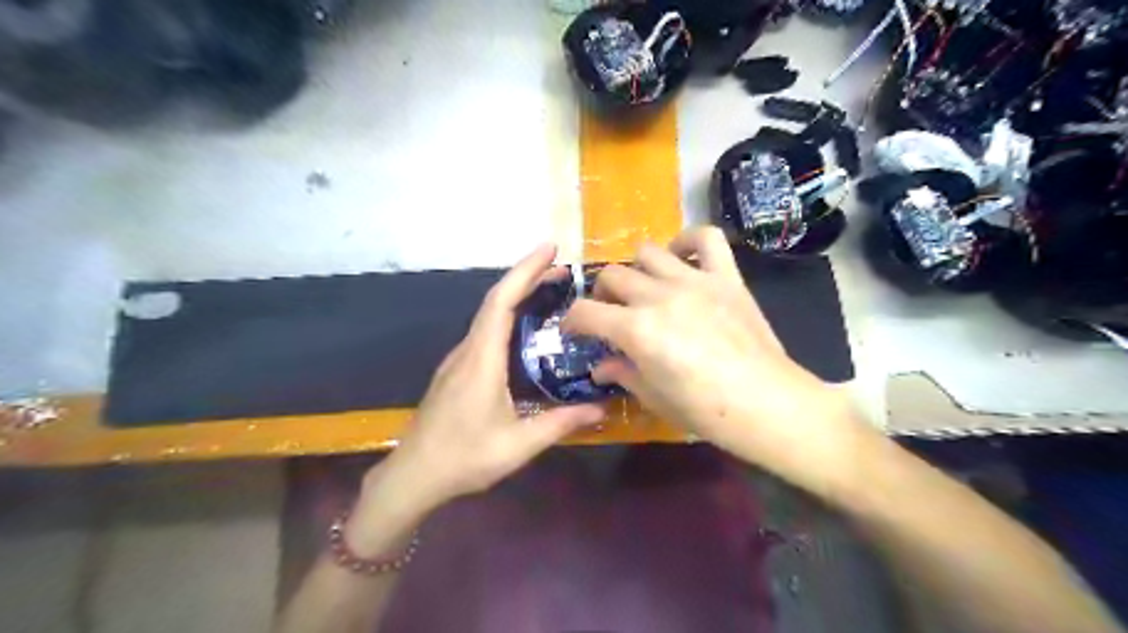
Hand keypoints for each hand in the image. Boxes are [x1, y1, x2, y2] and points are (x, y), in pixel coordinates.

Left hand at [361, 242, 608, 518]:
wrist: (413, 476)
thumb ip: (560, 423)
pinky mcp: (457, 371)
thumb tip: (601, 408)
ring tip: (550, 292)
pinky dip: (508, 316)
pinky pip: (485, 331)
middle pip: (496, 301)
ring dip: (517, 296)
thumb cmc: (464, 458)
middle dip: (527, 278)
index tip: (550, 249)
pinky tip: (525, 329)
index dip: (525, 271)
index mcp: (482, 359)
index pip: (502, 302)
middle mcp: (468, 350)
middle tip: (563, 270)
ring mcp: (459, 359)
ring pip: (489, 315)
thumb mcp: (518, 445)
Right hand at [564, 227, 870, 494]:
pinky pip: (706, 238)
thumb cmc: (704, 410)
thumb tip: (600, 367)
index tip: (575, 330)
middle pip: (612, 276)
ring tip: (643, 286)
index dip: (573, 321)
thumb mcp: (653, 397)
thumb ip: (622, 374)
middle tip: (610, 312)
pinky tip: (681, 256)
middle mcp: (658, 296)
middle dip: (601, 294)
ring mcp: (693, 280)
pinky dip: (688, 239)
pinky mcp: (725, 276)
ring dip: (636, 268)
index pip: (585, 312)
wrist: (765, 403)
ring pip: (648, 252)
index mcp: (636, 330)